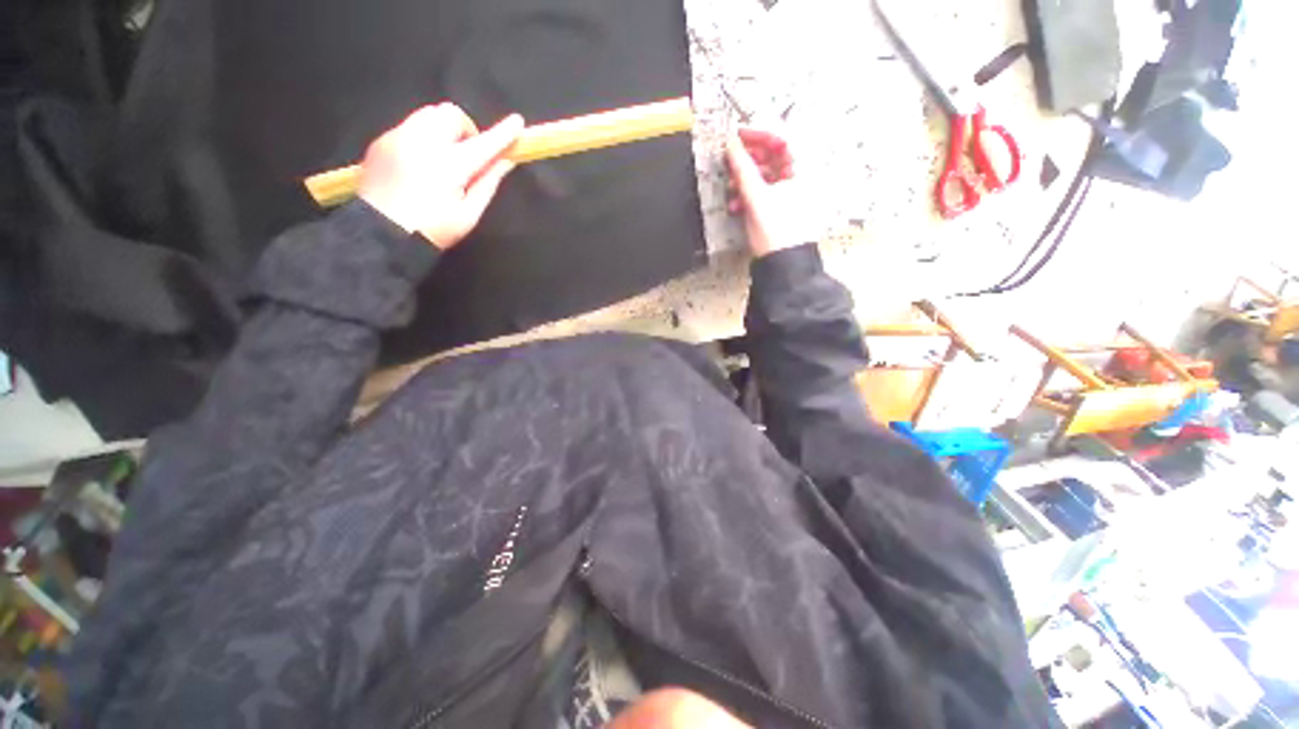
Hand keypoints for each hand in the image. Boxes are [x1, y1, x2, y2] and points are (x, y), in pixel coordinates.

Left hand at [359, 103, 524, 249]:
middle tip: (467, 155)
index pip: (483, 143)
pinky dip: (423, 138)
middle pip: (450, 114)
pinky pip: (409, 126)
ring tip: (443, 158)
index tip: (517, 122)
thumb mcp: (469, 214)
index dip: (503, 133)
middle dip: (465, 129)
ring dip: (443, 130)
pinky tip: (421, 164)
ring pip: (428, 115)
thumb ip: (488, 183)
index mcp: (449, 165)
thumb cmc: (433, 229)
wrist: (381, 234)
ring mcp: (398, 138)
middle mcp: (422, 142)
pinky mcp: (382, 141)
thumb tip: (506, 162)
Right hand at [725, 127, 804, 257]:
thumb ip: (742, 168)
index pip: (782, 138)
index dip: (758, 134)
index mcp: (803, 170)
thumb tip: (732, 145)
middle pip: (771, 156)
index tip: (737, 136)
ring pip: (764, 175)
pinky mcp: (777, 207)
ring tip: (731, 187)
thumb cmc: (779, 234)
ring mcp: (788, 193)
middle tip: (730, 160)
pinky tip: (736, 204)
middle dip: (748, 160)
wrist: (782, 265)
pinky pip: (761, 192)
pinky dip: (747, 195)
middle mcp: (798, 178)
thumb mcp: (757, 197)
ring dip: (744, 179)